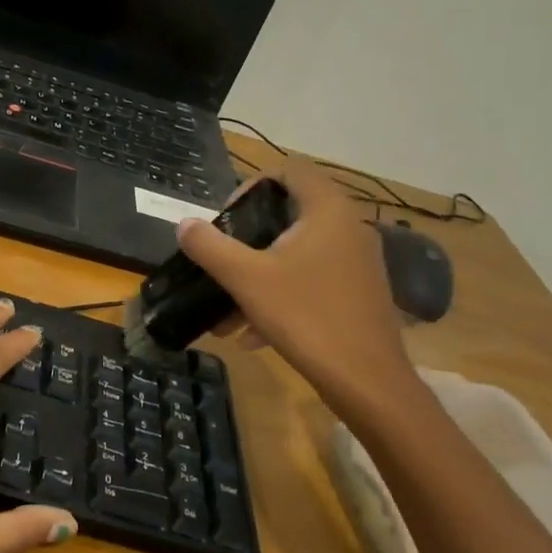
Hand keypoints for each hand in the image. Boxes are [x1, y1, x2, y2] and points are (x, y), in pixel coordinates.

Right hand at [176, 160, 418, 412]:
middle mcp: (349, 228)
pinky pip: (312, 282)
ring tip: (227, 312)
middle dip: (248, 240)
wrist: (366, 381)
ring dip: (259, 276)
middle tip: (222, 261)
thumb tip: (185, 223)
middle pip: (289, 215)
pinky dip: (281, 297)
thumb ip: (210, 247)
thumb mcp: (246, 279)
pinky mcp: (358, 294)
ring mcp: (357, 263)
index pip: (290, 171)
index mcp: (327, 211)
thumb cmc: (306, 316)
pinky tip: (253, 335)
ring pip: (297, 255)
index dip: (251, 186)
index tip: (226, 219)